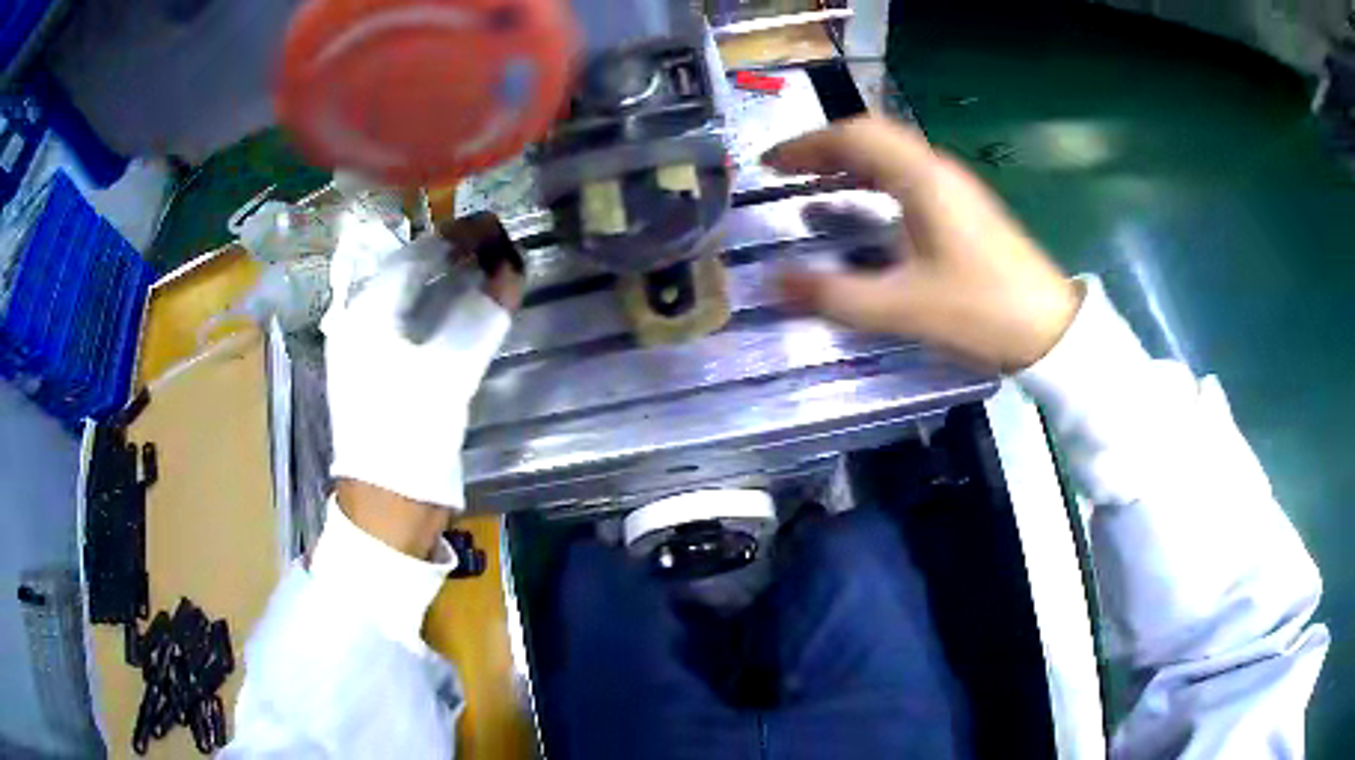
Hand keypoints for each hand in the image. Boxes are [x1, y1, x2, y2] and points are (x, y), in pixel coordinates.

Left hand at [323, 218, 522, 556]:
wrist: (387, 505)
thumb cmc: (407, 437)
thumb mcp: (447, 377)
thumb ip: (479, 320)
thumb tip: (511, 270)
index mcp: (363, 318)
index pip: (411, 257)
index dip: (456, 237)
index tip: (494, 227)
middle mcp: (358, 324)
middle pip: (405, 272)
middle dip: (449, 252)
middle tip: (493, 241)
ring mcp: (366, 350)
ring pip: (407, 296)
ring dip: (444, 277)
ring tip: (483, 263)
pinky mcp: (380, 372)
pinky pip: (410, 322)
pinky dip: (438, 307)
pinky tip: (461, 304)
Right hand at [765, 116, 1081, 371]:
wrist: (1050, 329)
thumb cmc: (980, 311)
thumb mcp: (903, 308)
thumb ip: (836, 295)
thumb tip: (776, 282)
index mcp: (922, 179)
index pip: (855, 136)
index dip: (807, 144)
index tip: (771, 163)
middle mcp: (938, 170)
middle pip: (872, 137)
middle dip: (825, 148)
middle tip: (787, 170)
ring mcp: (956, 187)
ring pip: (892, 154)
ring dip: (850, 160)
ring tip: (815, 182)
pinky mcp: (965, 208)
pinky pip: (909, 175)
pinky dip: (875, 178)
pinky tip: (865, 205)